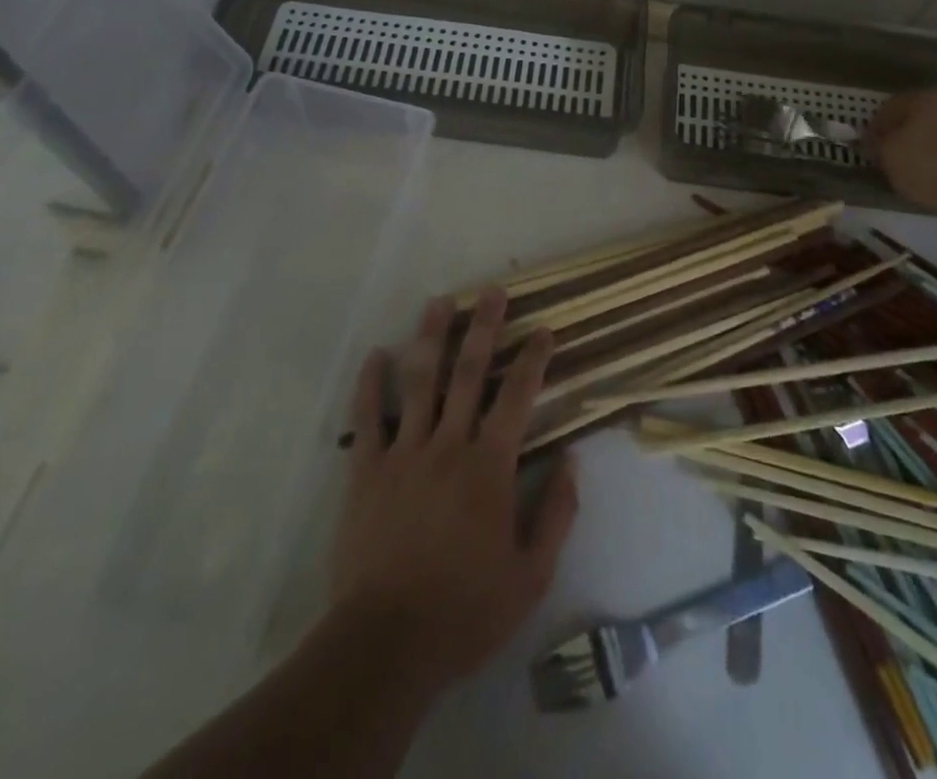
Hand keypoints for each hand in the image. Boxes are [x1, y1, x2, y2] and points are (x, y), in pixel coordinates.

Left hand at [332, 290, 577, 693]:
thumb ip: (556, 514)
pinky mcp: (366, 471)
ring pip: (419, 381)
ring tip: (439, 302)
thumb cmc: (466, 610)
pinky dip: (370, 383)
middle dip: (484, 327)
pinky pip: (367, 417)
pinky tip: (376, 353)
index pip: (517, 397)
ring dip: (430, 338)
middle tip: (492, 291)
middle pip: (468, 373)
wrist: (387, 644)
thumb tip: (570, 460)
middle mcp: (448, 445)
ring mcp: (403, 453)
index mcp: (489, 466)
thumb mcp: (531, 575)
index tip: (544, 329)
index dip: (533, 359)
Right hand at [865, 88, 936, 217]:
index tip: (869, 150)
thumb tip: (875, 141)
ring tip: (926, 167)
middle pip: (918, 114)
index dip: (874, 129)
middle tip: (896, 156)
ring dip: (933, 142)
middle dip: (906, 133)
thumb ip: (878, 147)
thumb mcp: (892, 160)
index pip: (887, 108)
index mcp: (919, 97)